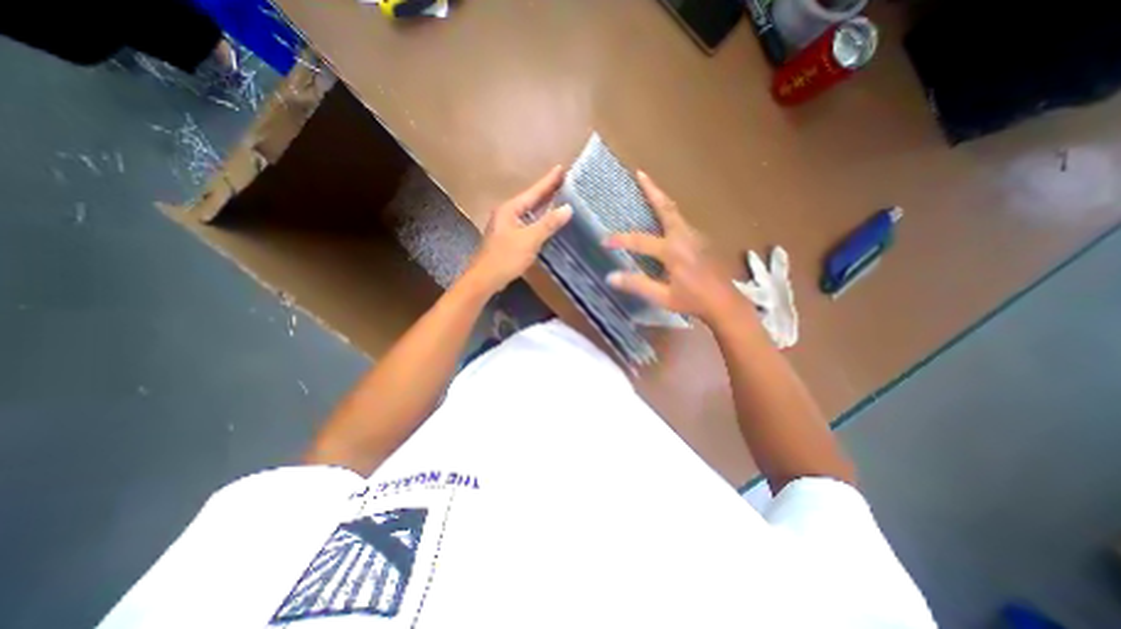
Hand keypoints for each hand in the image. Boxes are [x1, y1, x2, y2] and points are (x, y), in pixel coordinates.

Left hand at [464, 168, 573, 293]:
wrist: (485, 279)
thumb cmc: (505, 257)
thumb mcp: (529, 239)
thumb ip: (548, 224)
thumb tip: (567, 208)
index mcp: (510, 209)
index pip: (533, 192)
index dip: (548, 181)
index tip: (562, 168)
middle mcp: (507, 214)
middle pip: (530, 199)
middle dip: (547, 191)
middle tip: (564, 181)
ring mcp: (506, 226)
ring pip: (528, 212)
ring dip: (543, 206)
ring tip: (558, 198)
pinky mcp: (508, 238)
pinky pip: (527, 223)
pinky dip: (538, 220)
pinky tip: (546, 222)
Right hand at [604, 170, 742, 322]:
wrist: (725, 303)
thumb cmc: (692, 301)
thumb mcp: (662, 297)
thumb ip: (637, 285)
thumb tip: (611, 277)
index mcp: (673, 251)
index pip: (639, 240)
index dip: (619, 239)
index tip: (603, 240)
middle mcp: (684, 237)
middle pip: (666, 207)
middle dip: (652, 190)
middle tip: (640, 173)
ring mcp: (695, 236)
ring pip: (675, 212)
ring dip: (661, 200)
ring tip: (649, 189)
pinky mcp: (701, 240)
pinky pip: (681, 222)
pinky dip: (669, 213)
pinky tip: (663, 220)